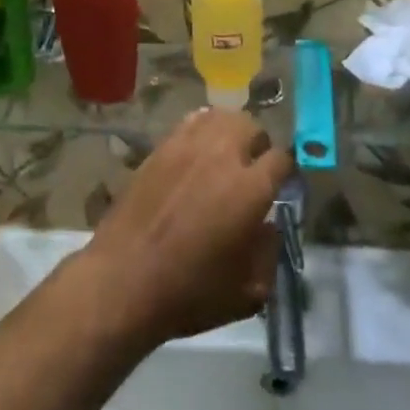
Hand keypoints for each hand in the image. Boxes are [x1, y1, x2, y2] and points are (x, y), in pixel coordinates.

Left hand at [75, 108, 292, 351]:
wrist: (124, 278)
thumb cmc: (190, 292)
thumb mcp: (248, 292)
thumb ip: (269, 252)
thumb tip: (267, 225)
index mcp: (250, 189)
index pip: (281, 159)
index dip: (285, 172)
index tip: (280, 186)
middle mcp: (222, 156)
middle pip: (251, 127)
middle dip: (258, 145)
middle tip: (252, 169)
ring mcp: (187, 146)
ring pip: (220, 118)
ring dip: (230, 133)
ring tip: (226, 155)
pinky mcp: (160, 147)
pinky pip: (190, 123)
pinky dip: (202, 131)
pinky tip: (197, 153)